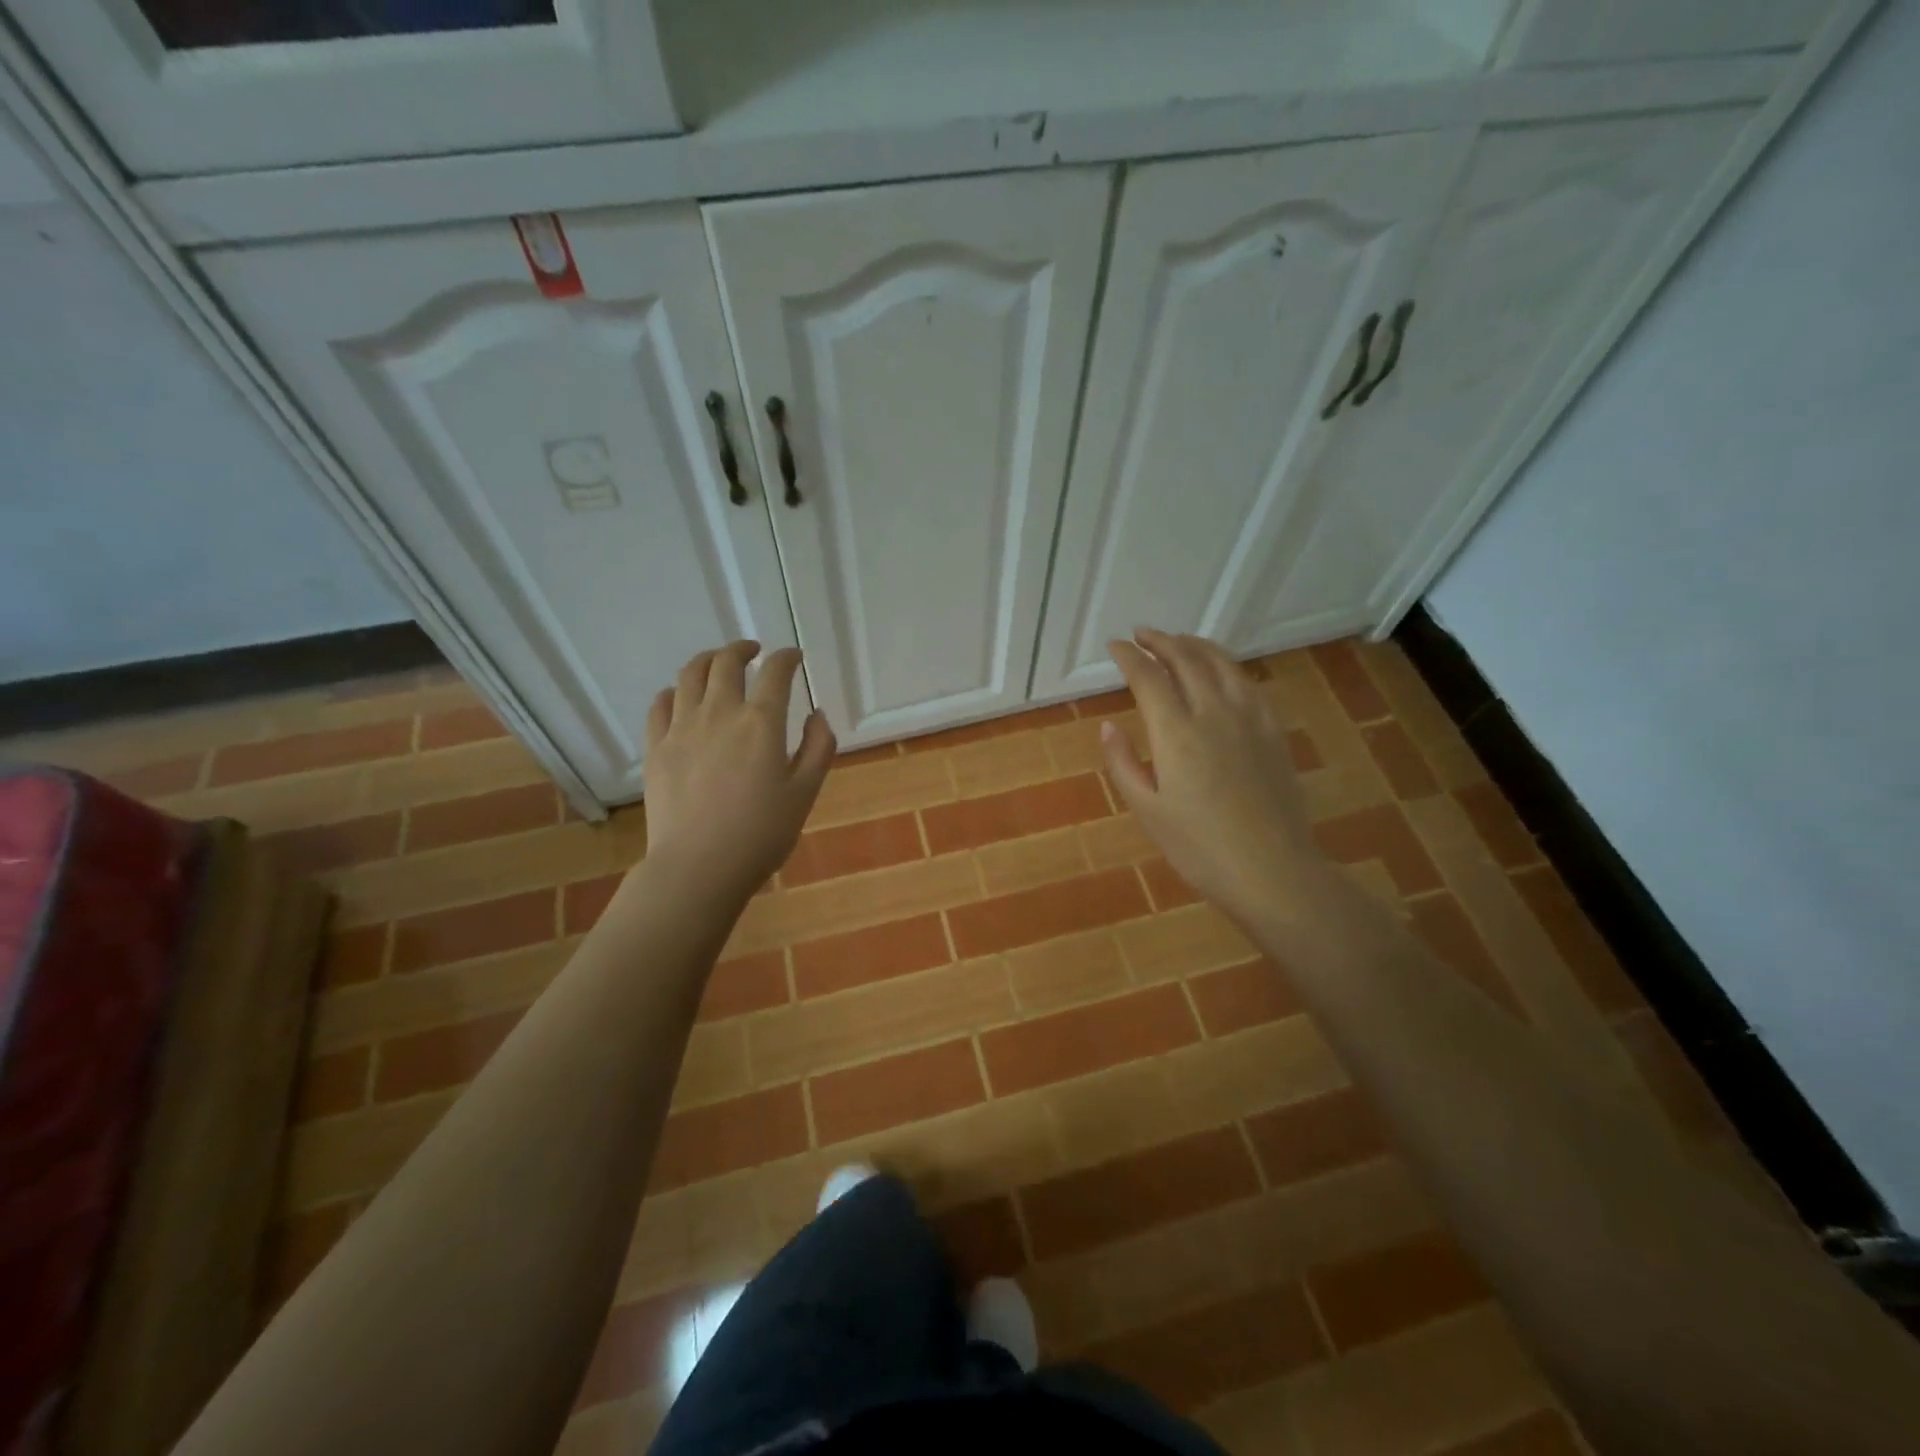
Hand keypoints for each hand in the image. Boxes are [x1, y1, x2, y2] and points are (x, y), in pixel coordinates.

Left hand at [640, 641, 834, 902]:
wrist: (699, 867)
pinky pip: (660, 704)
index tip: (794, 657)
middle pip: (727, 662)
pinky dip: (674, 691)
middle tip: (754, 652)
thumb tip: (816, 715)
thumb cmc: (761, 833)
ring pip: (690, 674)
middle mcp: (720, 713)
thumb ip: (818, 747)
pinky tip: (681, 697)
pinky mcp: (656, 747)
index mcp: (761, 722)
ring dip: (708, 660)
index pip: (776, 673)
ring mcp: (682, 728)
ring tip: (718, 663)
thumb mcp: (805, 792)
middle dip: (743, 649)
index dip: (787, 658)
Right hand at [1102, 630, 1329, 924]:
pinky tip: (1220, 671)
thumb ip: (1123, 763)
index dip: (1129, 657)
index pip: (1148, 678)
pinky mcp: (1272, 730)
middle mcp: (1213, 713)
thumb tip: (1108, 726)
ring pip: (1221, 663)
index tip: (1115, 646)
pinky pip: (1247, 682)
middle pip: (1186, 659)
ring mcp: (1249, 718)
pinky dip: (1226, 665)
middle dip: (1160, 641)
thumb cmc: (1199, 848)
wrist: (1272, 870)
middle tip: (1142, 635)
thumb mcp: (1147, 810)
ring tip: (1178, 640)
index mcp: (1176, 733)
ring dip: (1195, 645)